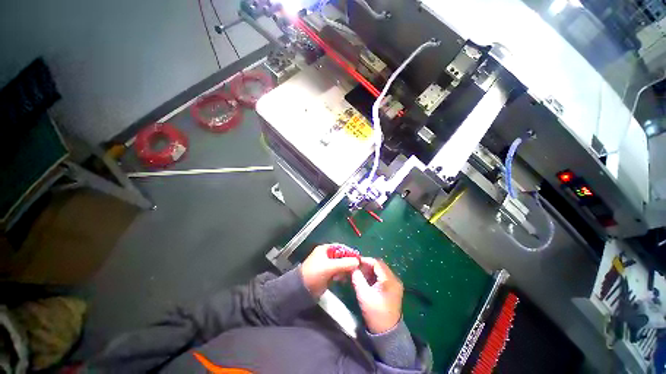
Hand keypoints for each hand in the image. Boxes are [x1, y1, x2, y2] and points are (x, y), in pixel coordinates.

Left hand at [301, 244, 359, 297]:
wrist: (301, 290)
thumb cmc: (315, 274)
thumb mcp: (330, 267)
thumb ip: (344, 263)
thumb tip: (357, 261)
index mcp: (325, 249)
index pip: (341, 247)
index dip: (350, 252)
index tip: (358, 258)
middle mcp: (326, 255)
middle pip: (342, 256)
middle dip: (348, 262)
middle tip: (355, 269)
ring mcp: (327, 265)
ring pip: (341, 265)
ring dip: (345, 270)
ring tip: (346, 276)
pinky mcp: (327, 274)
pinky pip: (338, 272)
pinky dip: (341, 275)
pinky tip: (342, 280)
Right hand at [351, 257, 403, 333]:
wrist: (387, 333)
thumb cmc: (375, 313)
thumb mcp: (363, 294)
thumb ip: (357, 277)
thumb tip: (352, 266)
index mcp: (389, 280)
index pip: (376, 262)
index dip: (365, 260)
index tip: (354, 262)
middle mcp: (395, 279)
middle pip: (380, 265)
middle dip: (367, 265)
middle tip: (356, 268)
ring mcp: (396, 284)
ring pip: (381, 270)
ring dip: (371, 270)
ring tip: (360, 273)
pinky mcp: (394, 288)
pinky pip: (383, 276)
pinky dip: (375, 275)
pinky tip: (367, 280)